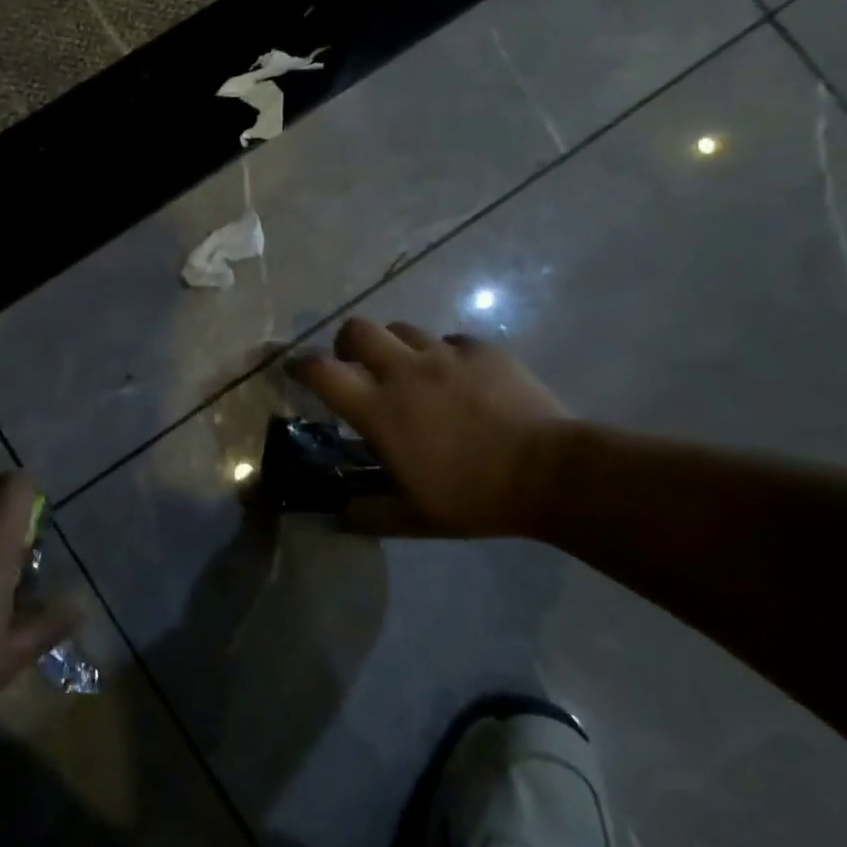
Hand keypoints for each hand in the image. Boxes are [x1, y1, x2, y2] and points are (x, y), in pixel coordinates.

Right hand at [289, 318, 572, 537]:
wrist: (551, 473)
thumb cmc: (475, 498)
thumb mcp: (415, 518)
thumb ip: (369, 513)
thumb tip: (338, 515)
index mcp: (381, 410)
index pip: (322, 372)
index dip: (301, 365)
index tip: (295, 367)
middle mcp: (405, 371)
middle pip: (357, 330)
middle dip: (347, 342)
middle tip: (357, 364)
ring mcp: (445, 355)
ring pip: (403, 329)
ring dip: (395, 346)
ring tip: (411, 371)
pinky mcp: (481, 349)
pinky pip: (450, 340)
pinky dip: (444, 355)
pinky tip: (459, 378)